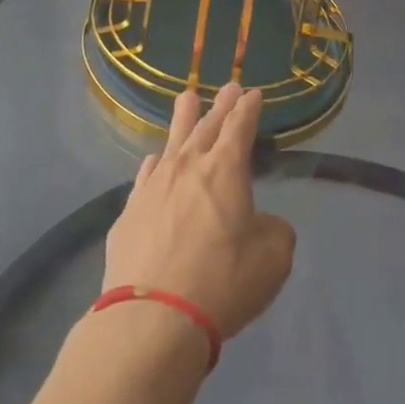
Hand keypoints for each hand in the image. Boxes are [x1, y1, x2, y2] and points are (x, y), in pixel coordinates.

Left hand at [103, 84, 294, 339]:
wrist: (153, 316)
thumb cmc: (222, 281)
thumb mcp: (272, 259)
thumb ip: (274, 231)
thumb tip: (262, 224)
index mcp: (226, 170)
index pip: (240, 127)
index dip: (248, 108)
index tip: (253, 93)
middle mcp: (188, 168)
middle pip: (206, 126)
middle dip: (221, 106)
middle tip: (229, 87)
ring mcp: (153, 187)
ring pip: (171, 142)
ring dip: (183, 119)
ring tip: (187, 98)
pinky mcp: (129, 212)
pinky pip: (146, 175)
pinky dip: (155, 163)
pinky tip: (154, 160)